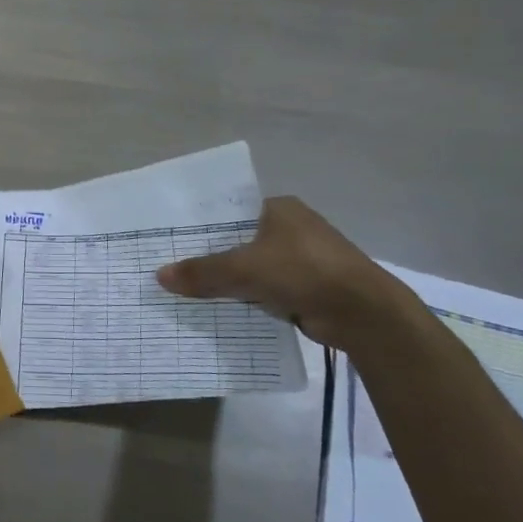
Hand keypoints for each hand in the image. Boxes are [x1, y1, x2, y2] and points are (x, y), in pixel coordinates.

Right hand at [155, 196, 417, 350]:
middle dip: (211, 257)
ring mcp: (301, 259)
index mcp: (279, 208)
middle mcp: (290, 228)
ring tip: (187, 291)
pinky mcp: (308, 287)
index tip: (172, 241)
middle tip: (172, 268)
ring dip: (229, 281)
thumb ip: (202, 272)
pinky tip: (220, 309)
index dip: (201, 226)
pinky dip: (247, 299)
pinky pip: (265, 290)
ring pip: (251, 268)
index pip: (230, 212)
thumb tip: (159, 276)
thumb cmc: (304, 271)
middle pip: (238, 241)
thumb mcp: (244, 269)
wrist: (363, 313)